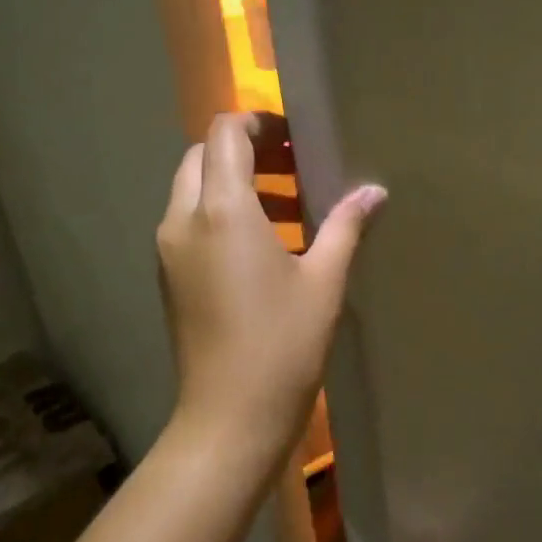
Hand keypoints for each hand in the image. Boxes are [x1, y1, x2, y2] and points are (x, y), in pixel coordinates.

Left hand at [157, 112, 385, 474]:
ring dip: (234, 184)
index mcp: (222, 211)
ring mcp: (169, 250)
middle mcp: (183, 220)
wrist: (228, 418)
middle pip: (202, 157)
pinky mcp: (168, 277)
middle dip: (244, 151)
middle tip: (292, 168)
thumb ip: (346, 227)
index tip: (294, 139)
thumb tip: (373, 192)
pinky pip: (189, 223)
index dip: (257, 123)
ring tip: (288, 208)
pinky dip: (219, 215)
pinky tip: (263, 246)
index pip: (224, 134)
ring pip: (193, 190)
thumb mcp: (324, 282)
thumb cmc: (282, 346)